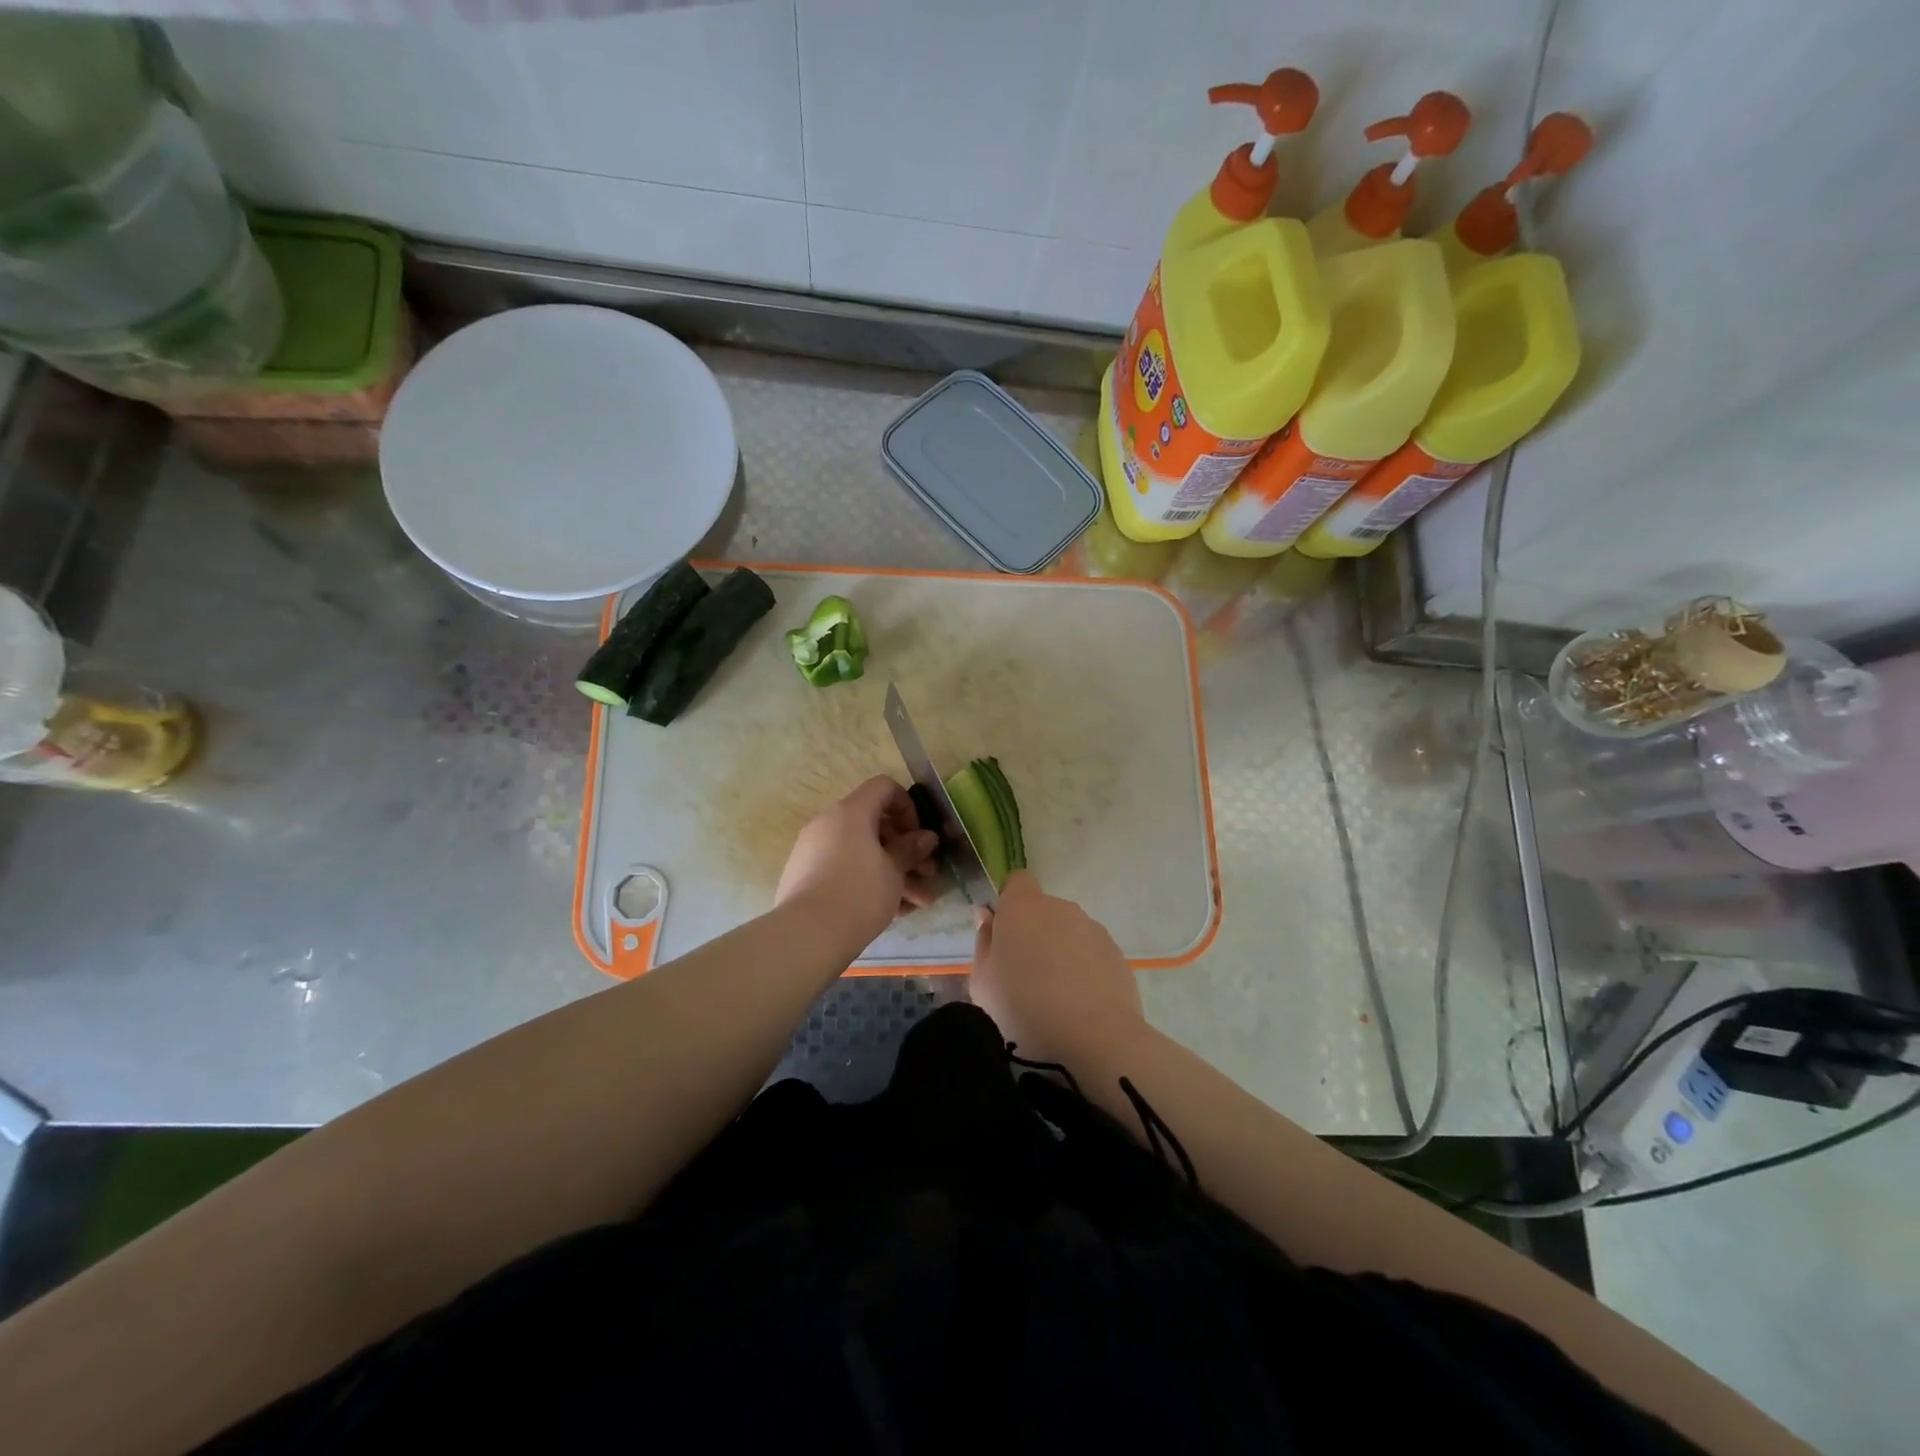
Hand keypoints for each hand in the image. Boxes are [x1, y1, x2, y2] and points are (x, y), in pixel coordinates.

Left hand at [775, 775, 941, 941]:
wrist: (806, 936)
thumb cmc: (859, 894)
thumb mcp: (894, 872)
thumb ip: (911, 849)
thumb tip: (925, 837)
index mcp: (850, 812)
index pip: (883, 787)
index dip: (908, 806)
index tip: (919, 837)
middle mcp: (828, 824)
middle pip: (874, 825)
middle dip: (905, 850)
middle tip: (928, 875)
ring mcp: (813, 851)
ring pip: (863, 853)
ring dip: (893, 873)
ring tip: (918, 904)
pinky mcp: (806, 877)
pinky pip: (845, 870)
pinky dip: (869, 883)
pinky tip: (893, 912)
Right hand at [969, 870, 1146, 1065]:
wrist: (1094, 1039)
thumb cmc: (1024, 1008)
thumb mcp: (983, 982)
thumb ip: (984, 942)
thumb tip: (987, 916)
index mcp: (1023, 907)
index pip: (1017, 881)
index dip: (1009, 902)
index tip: (1004, 934)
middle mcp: (1060, 908)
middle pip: (1043, 910)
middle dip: (1033, 933)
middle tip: (1024, 975)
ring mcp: (1093, 929)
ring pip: (1068, 933)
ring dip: (1060, 952)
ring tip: (1055, 997)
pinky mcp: (1117, 954)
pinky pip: (1091, 954)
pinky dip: (1084, 970)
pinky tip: (1080, 1006)